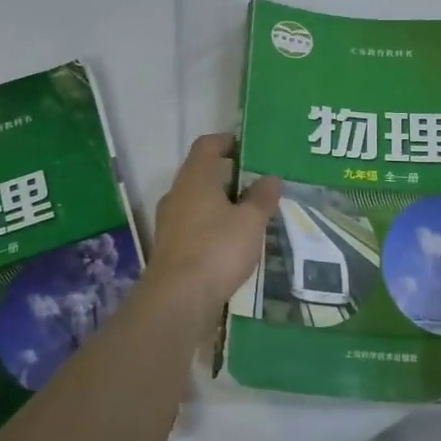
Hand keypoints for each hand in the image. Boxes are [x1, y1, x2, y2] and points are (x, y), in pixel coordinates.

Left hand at [144, 134, 282, 312]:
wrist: (178, 299)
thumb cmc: (217, 249)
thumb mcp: (250, 221)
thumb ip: (262, 198)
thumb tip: (270, 178)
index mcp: (195, 178)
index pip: (207, 145)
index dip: (226, 141)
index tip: (247, 148)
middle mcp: (177, 194)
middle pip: (201, 174)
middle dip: (228, 177)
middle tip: (257, 185)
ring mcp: (169, 222)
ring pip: (197, 203)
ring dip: (220, 205)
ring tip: (249, 215)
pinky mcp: (170, 248)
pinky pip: (194, 227)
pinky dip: (212, 228)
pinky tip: (232, 244)